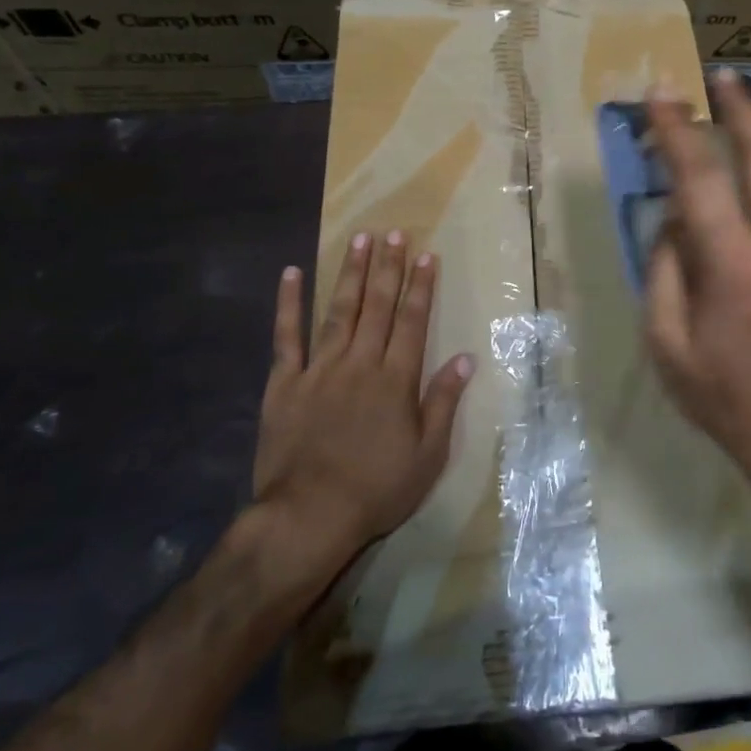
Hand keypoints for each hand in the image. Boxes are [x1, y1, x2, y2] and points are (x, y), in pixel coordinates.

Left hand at [252, 231, 474, 562]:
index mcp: (396, 379)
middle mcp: (360, 363)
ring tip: (359, 239)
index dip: (421, 286)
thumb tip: (465, 359)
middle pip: (378, 306)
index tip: (427, 255)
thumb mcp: (427, 455)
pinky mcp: (285, 383)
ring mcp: (320, 369)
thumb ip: (443, 402)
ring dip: (351, 274)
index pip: (413, 321)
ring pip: (339, 311)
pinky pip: (286, 337)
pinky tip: (291, 274)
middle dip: (388, 267)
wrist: (309, 517)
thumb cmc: (377, 489)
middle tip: (394, 233)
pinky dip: (289, 304)